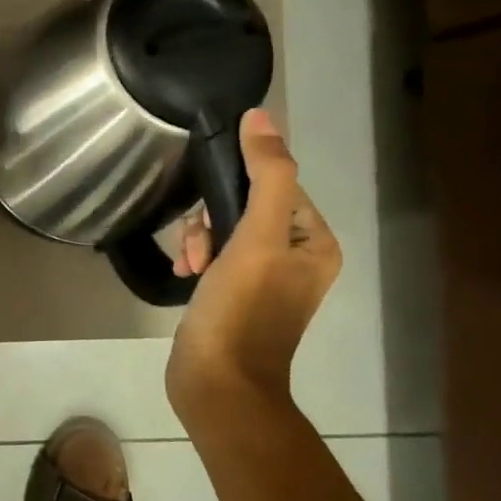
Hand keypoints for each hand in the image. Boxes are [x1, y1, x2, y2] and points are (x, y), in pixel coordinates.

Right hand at [166, 109, 340, 412]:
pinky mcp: (235, 294)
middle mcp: (295, 257)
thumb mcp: (256, 236)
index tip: (212, 216)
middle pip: (245, 205)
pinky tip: (185, 274)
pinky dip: (198, 259)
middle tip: (200, 246)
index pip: (275, 184)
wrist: (217, 383)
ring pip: (224, 229)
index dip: (237, 190)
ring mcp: (264, 278)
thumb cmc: (242, 309)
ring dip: (200, 239)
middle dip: (213, 219)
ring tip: (190, 264)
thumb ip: (265, 174)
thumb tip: (260, 117)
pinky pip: (215, 255)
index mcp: (314, 242)